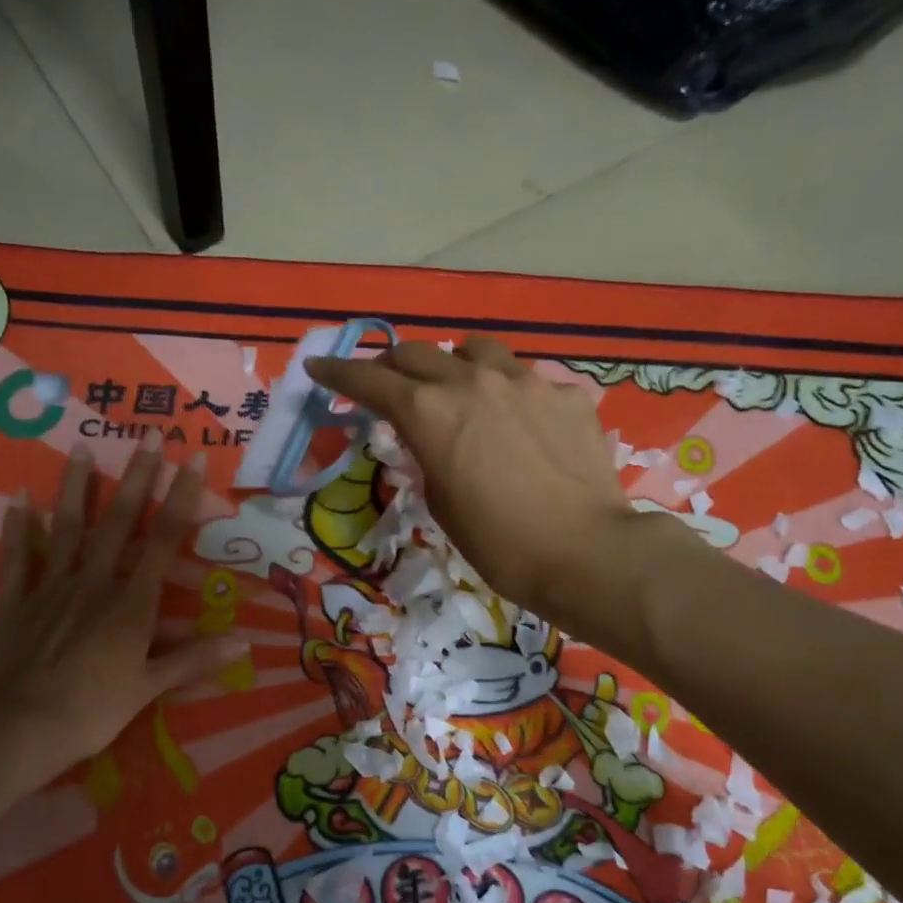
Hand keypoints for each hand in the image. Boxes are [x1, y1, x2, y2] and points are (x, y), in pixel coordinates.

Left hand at [0, 431, 243, 777]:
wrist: (22, 726)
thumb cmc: (95, 708)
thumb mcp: (151, 687)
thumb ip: (195, 660)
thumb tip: (244, 643)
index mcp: (132, 602)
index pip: (164, 539)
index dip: (180, 498)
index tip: (192, 460)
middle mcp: (95, 581)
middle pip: (119, 521)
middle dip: (137, 477)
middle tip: (147, 435)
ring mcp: (51, 585)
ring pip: (67, 527)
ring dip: (77, 487)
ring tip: (83, 447)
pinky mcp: (16, 599)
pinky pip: (16, 555)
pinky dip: (17, 525)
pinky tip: (18, 495)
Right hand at [307, 336, 666, 618]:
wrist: (584, 552)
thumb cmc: (499, 545)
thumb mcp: (441, 504)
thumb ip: (427, 457)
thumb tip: (430, 440)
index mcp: (430, 412)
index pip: (370, 380)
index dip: (339, 373)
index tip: (319, 369)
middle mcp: (472, 381)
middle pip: (417, 353)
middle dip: (392, 366)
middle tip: (385, 383)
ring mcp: (525, 380)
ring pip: (475, 350)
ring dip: (454, 365)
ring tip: (459, 390)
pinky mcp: (566, 392)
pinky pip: (525, 379)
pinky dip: (508, 393)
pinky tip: (521, 424)